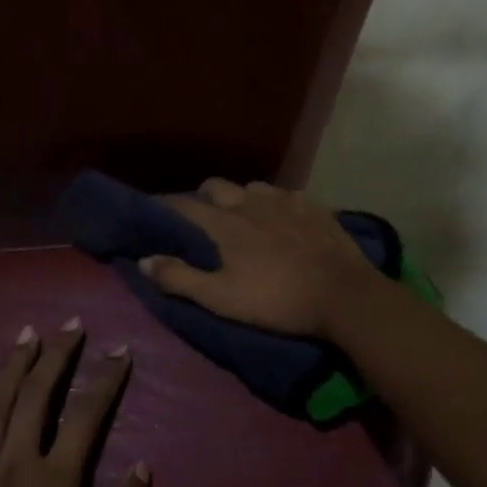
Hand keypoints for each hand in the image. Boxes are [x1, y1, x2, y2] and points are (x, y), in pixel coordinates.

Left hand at [0, 322, 150, 486]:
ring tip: (28, 334)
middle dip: (57, 356)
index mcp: (54, 484)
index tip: (120, 352)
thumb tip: (144, 466)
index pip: (87, 416)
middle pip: (38, 395)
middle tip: (71, 325)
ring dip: (14, 365)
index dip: (106, 380)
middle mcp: (14, 465)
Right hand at [138, 178, 380, 337]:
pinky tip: (283, 220)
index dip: (165, 207)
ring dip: (241, 198)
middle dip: (203, 197)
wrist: (342, 294)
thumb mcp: (222, 298)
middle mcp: (251, 201)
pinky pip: (285, 195)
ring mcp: (285, 200)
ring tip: (245, 217)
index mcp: (225, 223)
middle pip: (216, 185)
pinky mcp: (313, 206)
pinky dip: (275, 204)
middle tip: (202, 218)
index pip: (183, 205)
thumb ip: (180, 278)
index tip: (154, 212)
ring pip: (252, 187)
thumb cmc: (277, 300)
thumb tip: (143, 260)